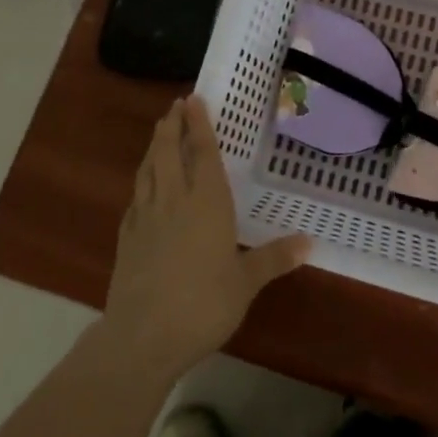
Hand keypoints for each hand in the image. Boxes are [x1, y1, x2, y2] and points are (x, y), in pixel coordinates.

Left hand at [103, 96, 310, 379]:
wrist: (142, 337)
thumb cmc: (203, 304)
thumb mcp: (245, 283)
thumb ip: (274, 259)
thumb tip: (310, 243)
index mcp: (206, 202)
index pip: (202, 152)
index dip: (199, 124)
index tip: (193, 99)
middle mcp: (174, 200)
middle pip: (169, 151)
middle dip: (172, 125)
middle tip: (175, 106)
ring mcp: (145, 217)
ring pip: (148, 169)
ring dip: (154, 146)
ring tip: (159, 132)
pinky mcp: (126, 238)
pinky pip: (135, 198)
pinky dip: (141, 182)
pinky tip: (143, 187)